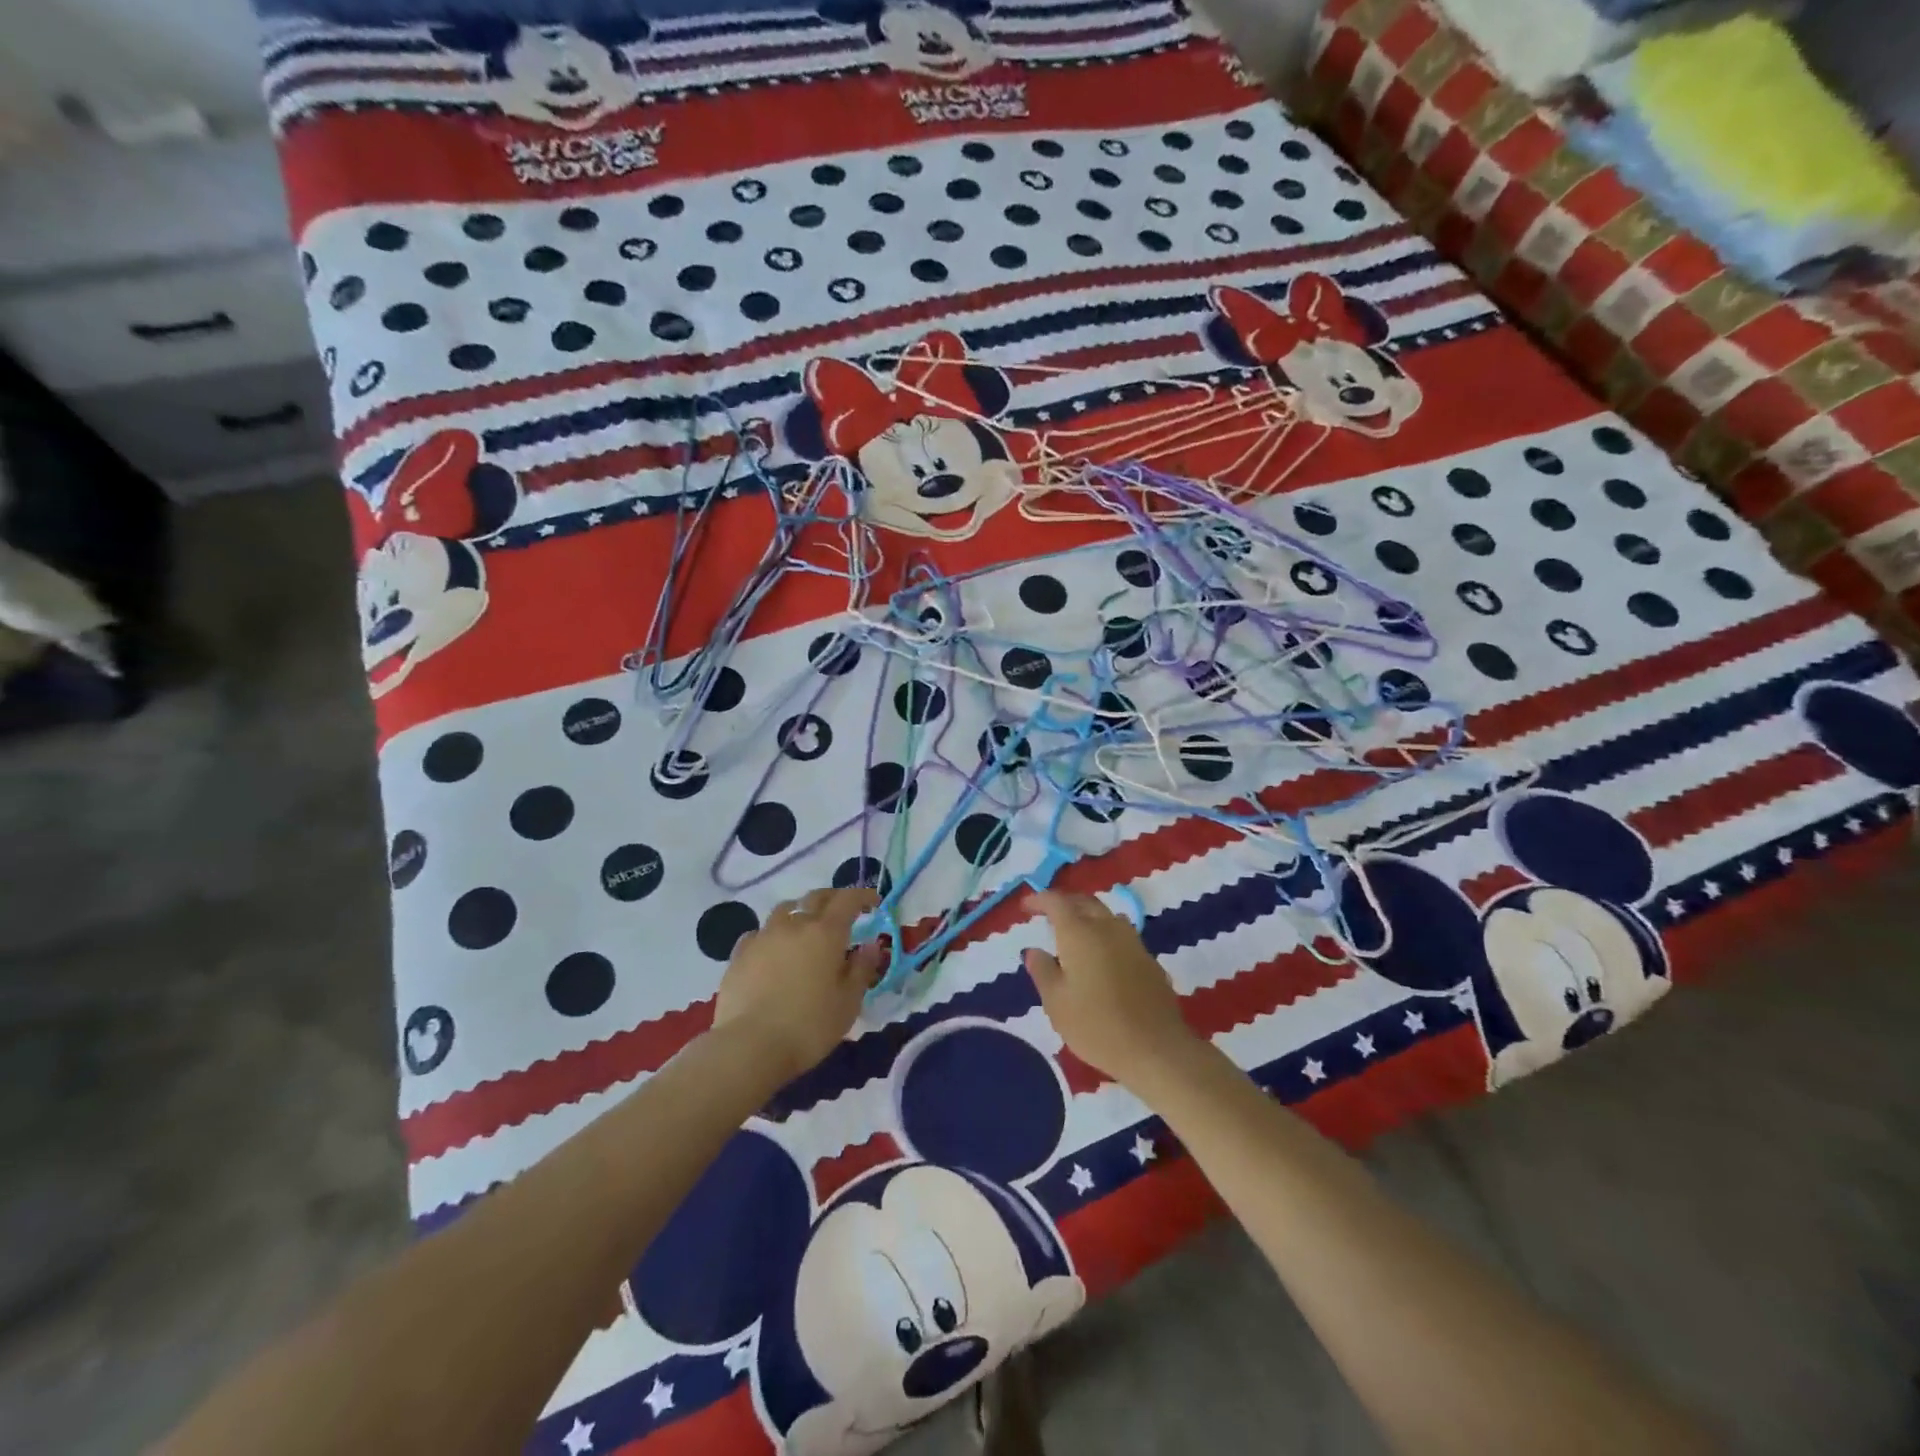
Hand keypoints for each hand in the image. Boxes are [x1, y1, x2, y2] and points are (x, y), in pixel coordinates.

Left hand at [713, 887, 883, 1082]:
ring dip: (800, 912)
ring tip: (805, 927)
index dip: (863, 896)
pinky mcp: (739, 954)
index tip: (873, 901)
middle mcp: (795, 925)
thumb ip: (862, 969)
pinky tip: (772, 951)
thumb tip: (871, 945)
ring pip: (785, 910)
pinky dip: (772, 935)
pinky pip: (760, 933)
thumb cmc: (809, 1026)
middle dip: (833, 898)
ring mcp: (763, 936)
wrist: (749, 1046)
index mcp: (826, 933)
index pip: (848, 900)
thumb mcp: (848, 1003)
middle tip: (842, 910)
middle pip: (816, 897)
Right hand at [1022, 891, 1195, 1086]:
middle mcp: (1107, 928)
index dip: (1040, 899)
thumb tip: (1034, 950)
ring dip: (1087, 916)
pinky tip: (1100, 958)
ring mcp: (1133, 942)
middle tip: (1048, 915)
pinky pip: (1121, 935)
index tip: (1026, 907)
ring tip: (1074, 934)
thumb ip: (1043, 971)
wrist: (1156, 1049)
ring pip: (1106, 916)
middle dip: (1064, 903)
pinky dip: (1105, 935)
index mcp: (1080, 933)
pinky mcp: (1149, 960)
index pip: (1057, 902)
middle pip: (1085, 903)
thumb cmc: (1097, 1026)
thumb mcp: (1057, 1003)